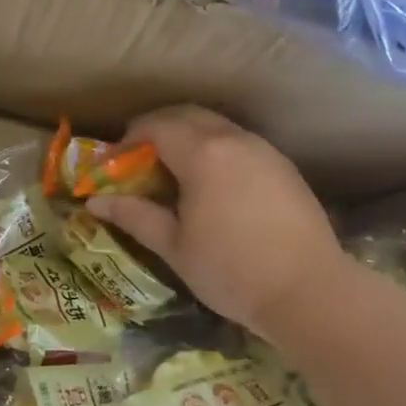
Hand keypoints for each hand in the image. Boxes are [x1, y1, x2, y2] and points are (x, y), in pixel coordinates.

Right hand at [85, 105, 345, 340]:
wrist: (310, 291)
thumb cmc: (232, 271)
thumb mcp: (174, 246)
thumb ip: (134, 215)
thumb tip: (95, 200)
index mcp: (203, 154)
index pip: (155, 126)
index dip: (128, 140)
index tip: (113, 165)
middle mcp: (234, 139)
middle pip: (187, 115)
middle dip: (157, 128)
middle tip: (137, 159)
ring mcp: (264, 150)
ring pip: (217, 125)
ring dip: (188, 136)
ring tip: (172, 170)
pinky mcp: (284, 166)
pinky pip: (239, 142)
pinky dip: (215, 148)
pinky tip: (211, 182)